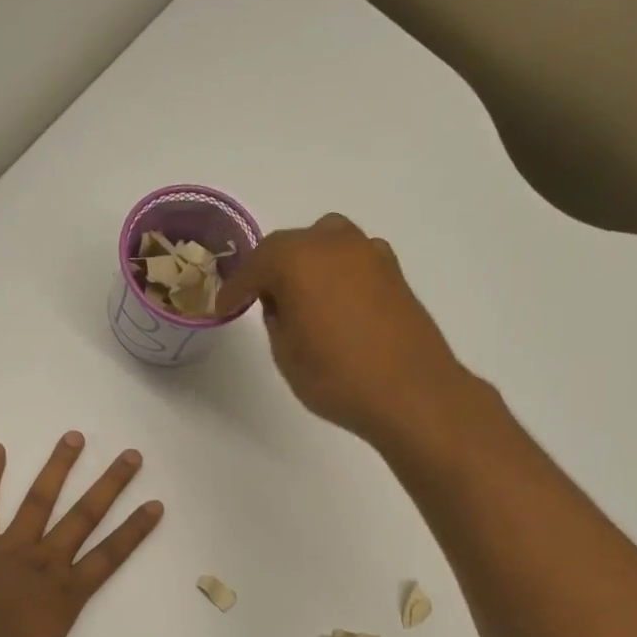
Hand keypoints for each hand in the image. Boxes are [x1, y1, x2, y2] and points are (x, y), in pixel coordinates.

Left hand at [0, 433, 163, 636]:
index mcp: (64, 591)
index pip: (109, 556)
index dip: (134, 530)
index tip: (156, 503)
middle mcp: (44, 560)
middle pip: (84, 517)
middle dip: (110, 486)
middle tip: (131, 455)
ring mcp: (10, 546)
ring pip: (39, 501)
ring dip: (58, 469)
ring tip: (74, 436)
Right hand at [221, 214, 468, 445]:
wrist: (411, 393)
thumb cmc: (337, 377)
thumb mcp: (286, 354)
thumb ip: (276, 319)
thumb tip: (283, 303)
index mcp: (297, 258)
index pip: (255, 265)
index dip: (236, 288)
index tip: (224, 306)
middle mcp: (334, 243)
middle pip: (291, 245)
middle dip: (272, 269)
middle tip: (260, 298)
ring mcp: (370, 253)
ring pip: (326, 244)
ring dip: (308, 264)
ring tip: (301, 298)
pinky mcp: (394, 272)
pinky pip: (353, 262)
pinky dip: (338, 274)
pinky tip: (336, 303)